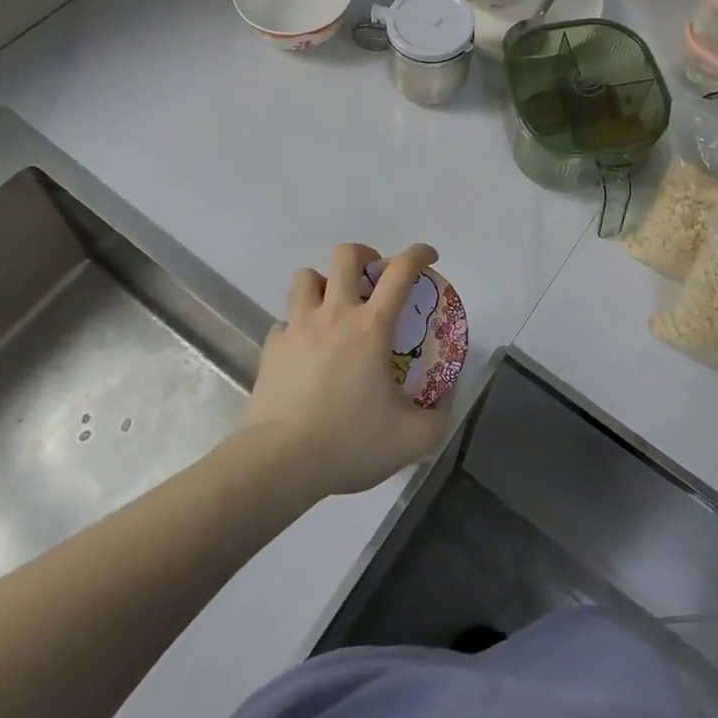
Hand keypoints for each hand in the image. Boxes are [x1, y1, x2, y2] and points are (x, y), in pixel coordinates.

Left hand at [243, 242, 447, 497]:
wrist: (278, 463)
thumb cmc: (348, 442)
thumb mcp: (411, 439)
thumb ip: (437, 417)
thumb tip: (446, 400)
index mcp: (372, 326)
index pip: (401, 271)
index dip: (419, 254)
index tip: (429, 257)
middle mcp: (335, 314)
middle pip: (345, 255)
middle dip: (363, 255)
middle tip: (372, 277)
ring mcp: (298, 327)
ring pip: (306, 277)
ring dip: (323, 283)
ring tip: (333, 306)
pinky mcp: (271, 348)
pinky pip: (285, 320)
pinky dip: (297, 325)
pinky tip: (305, 348)